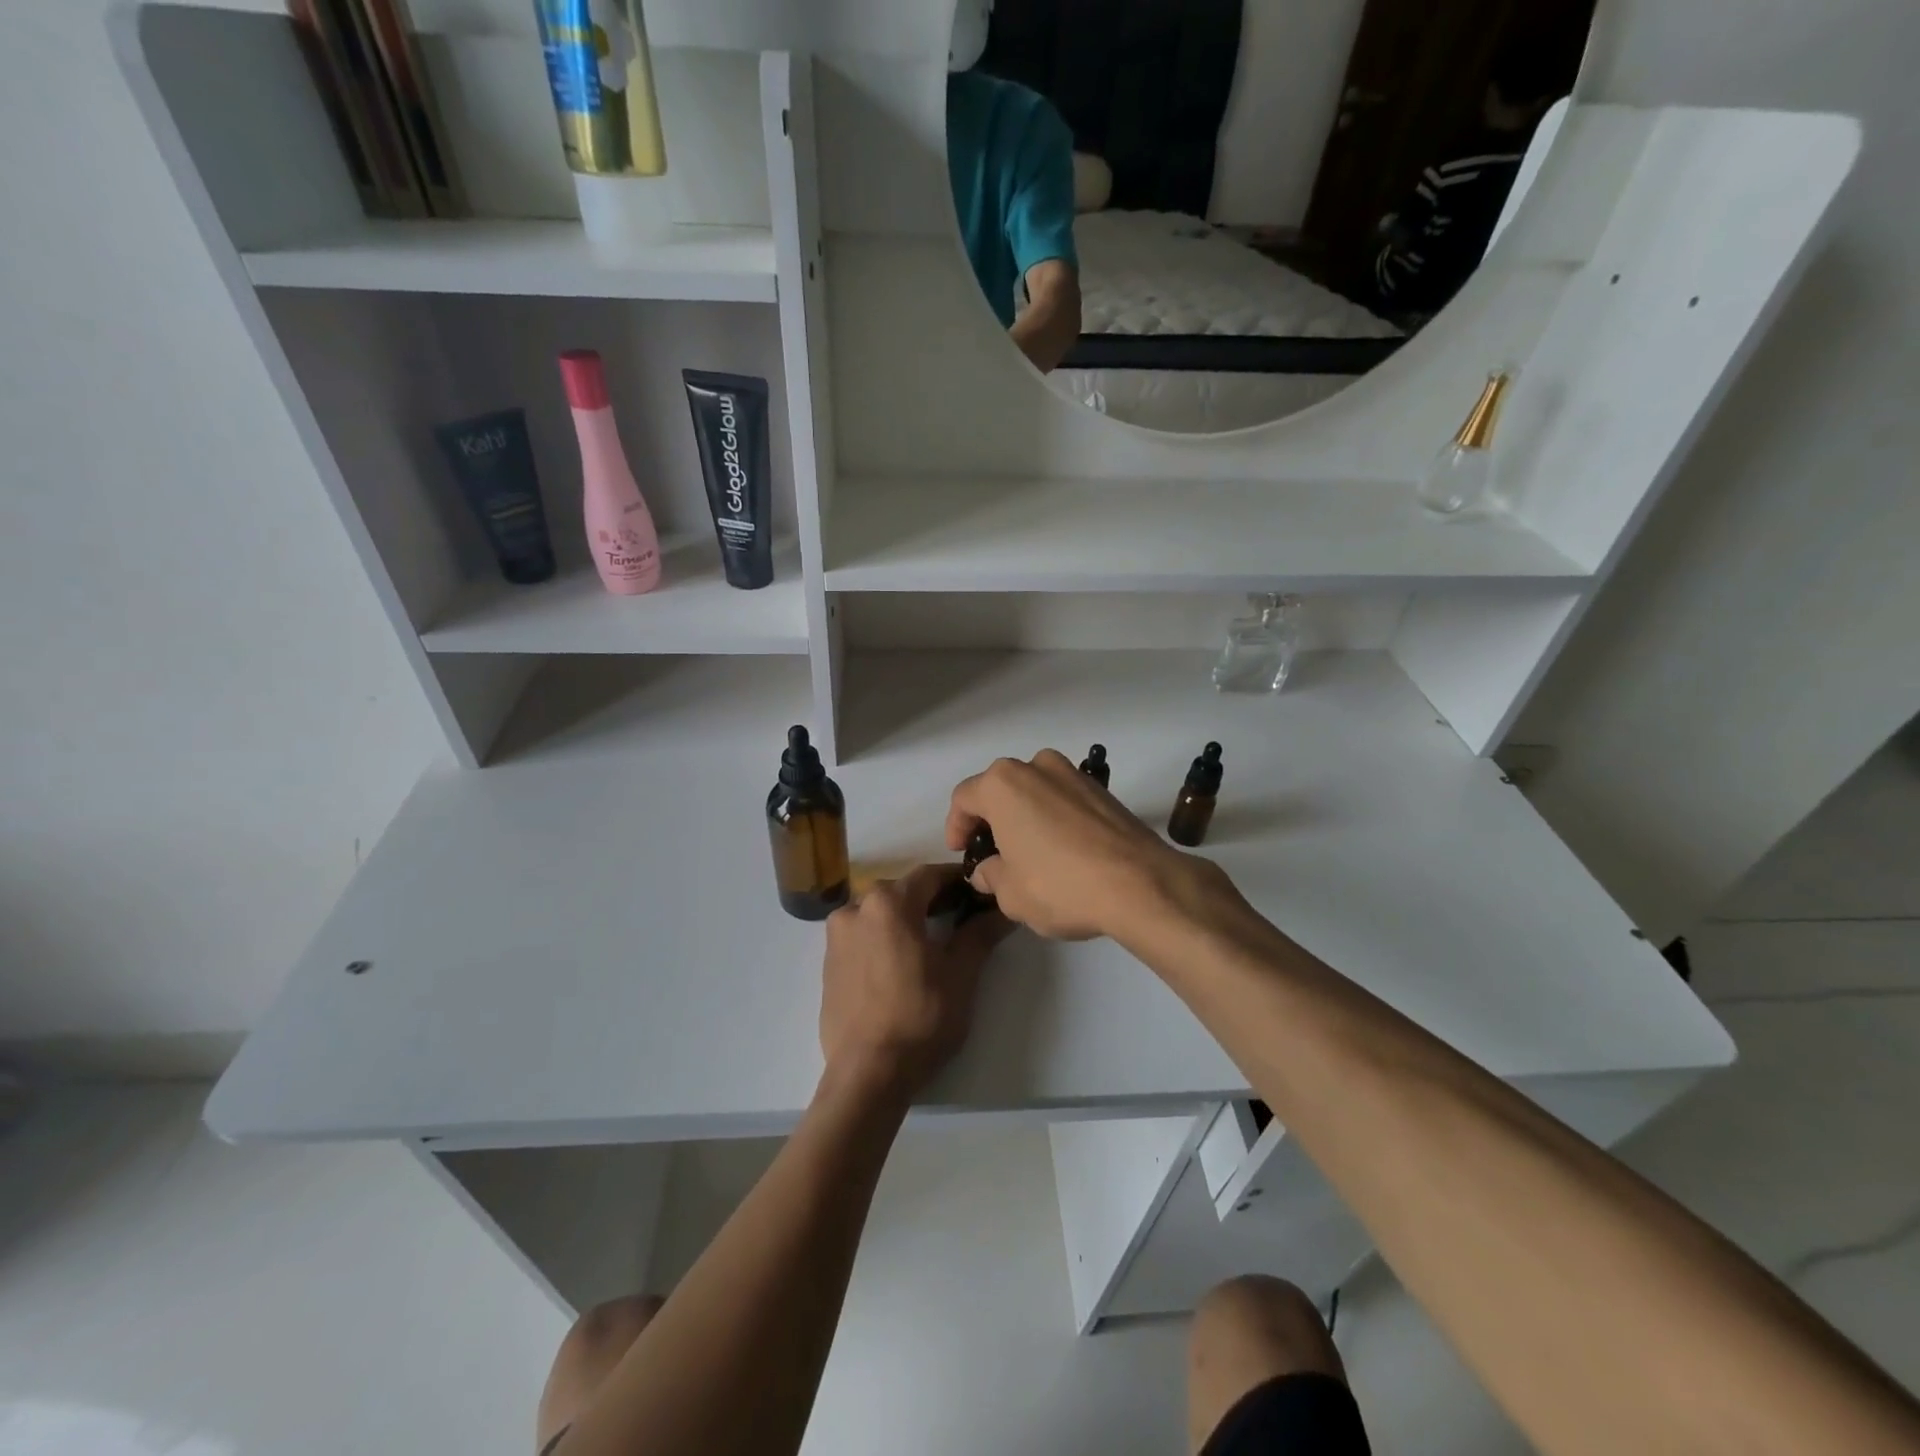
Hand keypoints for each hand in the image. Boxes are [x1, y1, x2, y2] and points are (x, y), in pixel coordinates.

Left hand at [819, 865, 1008, 1104]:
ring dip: (903, 918)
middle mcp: (856, 908)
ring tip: (927, 943)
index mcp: (889, 903)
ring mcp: (836, 936)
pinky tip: (898, 964)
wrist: (868, 1073)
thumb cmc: (920, 1017)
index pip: (929, 875)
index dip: (955, 880)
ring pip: (877, 912)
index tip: (976, 891)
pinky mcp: (827, 962)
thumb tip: (1004, 910)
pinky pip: (860, 935)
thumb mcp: (961, 974)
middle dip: (929, 898)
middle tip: (958, 916)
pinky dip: (881, 938)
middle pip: (900, 891)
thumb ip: (980, 934)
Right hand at [945, 750, 1210, 942]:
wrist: (1140, 884)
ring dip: (1025, 815)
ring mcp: (1074, 774)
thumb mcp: (1011, 894)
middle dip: (992, 818)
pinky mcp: (1103, 790)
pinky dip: (1055, 818)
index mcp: (1002, 784)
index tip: (960, 851)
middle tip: (992, 851)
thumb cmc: (1060, 886)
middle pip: (1000, 788)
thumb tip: (988, 870)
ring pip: (1035, 790)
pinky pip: (1064, 799)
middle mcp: (1036, 767)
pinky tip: (1062, 850)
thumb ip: (991, 876)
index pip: (964, 798)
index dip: (956, 826)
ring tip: (1028, 851)